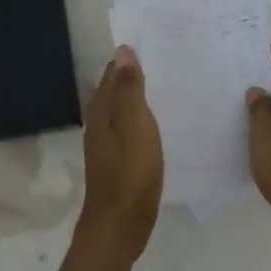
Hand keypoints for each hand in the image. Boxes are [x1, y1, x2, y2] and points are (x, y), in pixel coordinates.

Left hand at [74, 45, 163, 266]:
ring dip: (141, 98)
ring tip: (170, 86)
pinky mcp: (119, 162)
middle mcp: (100, 123)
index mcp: (102, 110)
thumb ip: (129, 89)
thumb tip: (122, 51)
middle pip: (116, 90)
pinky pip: (131, 130)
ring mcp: (108, 144)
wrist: (120, 225)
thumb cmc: (130, 172)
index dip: (130, 59)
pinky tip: (162, 124)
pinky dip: (144, 120)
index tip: (155, 45)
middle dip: (136, 75)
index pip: (113, 73)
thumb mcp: (135, 125)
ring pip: (123, 111)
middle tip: (168, 61)